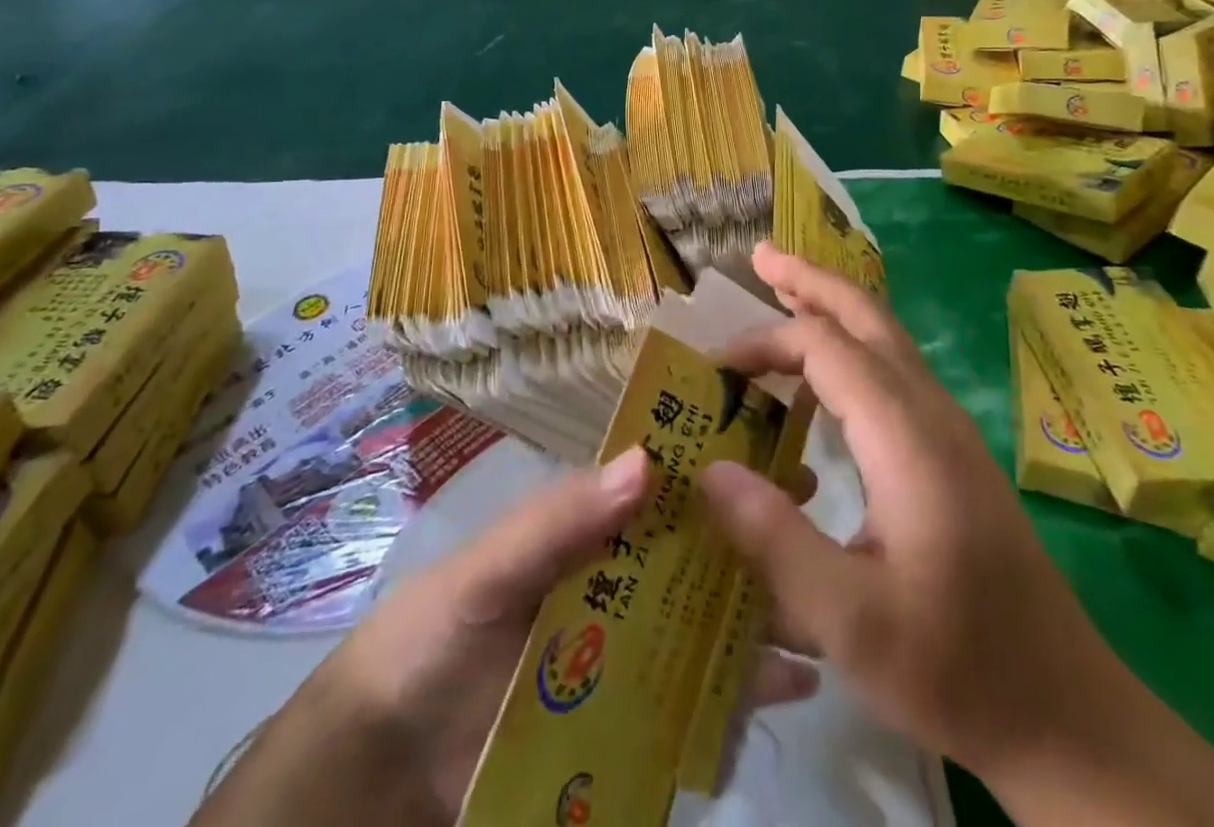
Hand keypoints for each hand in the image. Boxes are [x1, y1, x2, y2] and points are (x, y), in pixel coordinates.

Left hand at [195, 449, 819, 826]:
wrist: (387, 769)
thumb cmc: (433, 639)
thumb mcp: (488, 569)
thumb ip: (559, 522)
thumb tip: (647, 463)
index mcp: (590, 531)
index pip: (662, 486)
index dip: (713, 463)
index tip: (773, 444)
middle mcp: (621, 581)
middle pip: (699, 552)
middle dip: (755, 535)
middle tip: (818, 523)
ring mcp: (631, 651)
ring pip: (709, 621)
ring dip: (764, 610)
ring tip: (826, 603)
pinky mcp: (633, 720)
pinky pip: (700, 701)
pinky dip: (744, 692)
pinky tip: (796, 686)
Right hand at [700, 243, 1213, 826]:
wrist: (1067, 715)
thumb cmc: (957, 668)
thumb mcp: (851, 622)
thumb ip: (774, 541)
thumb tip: (708, 469)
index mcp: (908, 439)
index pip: (826, 349)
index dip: (765, 342)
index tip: (713, 367)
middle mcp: (932, 415)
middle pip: (868, 316)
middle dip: (812, 280)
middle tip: (760, 256)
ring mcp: (951, 430)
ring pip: (886, 338)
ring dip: (833, 307)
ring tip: (784, 292)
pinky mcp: (955, 453)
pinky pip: (894, 370)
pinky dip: (851, 345)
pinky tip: (826, 376)